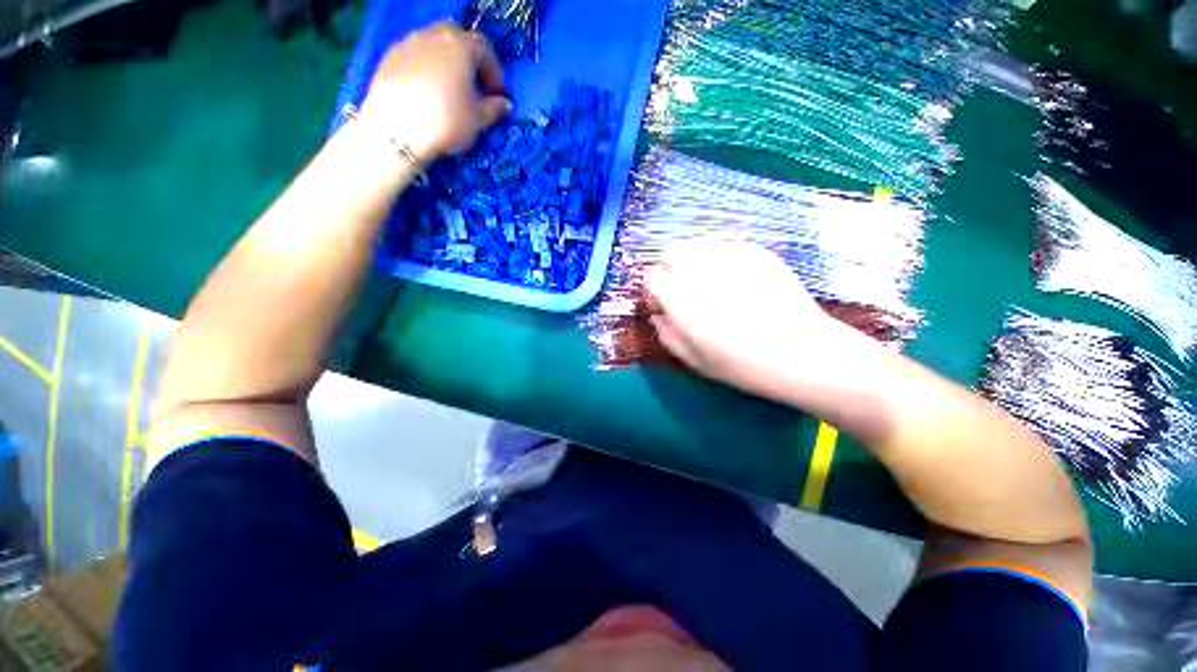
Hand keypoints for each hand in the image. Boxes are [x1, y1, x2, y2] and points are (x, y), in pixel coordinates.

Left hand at [361, 22, 511, 161]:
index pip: (484, 49)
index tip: (497, 94)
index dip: (494, 71)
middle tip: (473, 85)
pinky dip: (425, 68)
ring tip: (449, 90)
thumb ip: (494, 109)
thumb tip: (504, 104)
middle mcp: (434, 36)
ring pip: (433, 44)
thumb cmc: (446, 121)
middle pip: (456, 37)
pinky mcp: (390, 57)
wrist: (396, 129)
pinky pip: (415, 56)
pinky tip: (427, 92)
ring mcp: (408, 43)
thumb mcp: (478, 120)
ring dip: (445, 62)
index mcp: (460, 47)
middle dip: (468, 59)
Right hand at [646, 238, 861, 399]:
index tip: (663, 305)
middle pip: (670, 255)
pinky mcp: (755, 251)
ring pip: (696, 245)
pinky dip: (718, 257)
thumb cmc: (740, 363)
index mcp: (678, 298)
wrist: (799, 352)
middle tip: (682, 292)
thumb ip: (666, 334)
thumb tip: (658, 316)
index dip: (654, 292)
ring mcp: (729, 255)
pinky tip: (731, 277)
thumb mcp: (692, 359)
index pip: (651, 277)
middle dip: (669, 272)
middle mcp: (698, 270)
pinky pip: (724, 244)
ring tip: (705, 281)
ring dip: (691, 261)